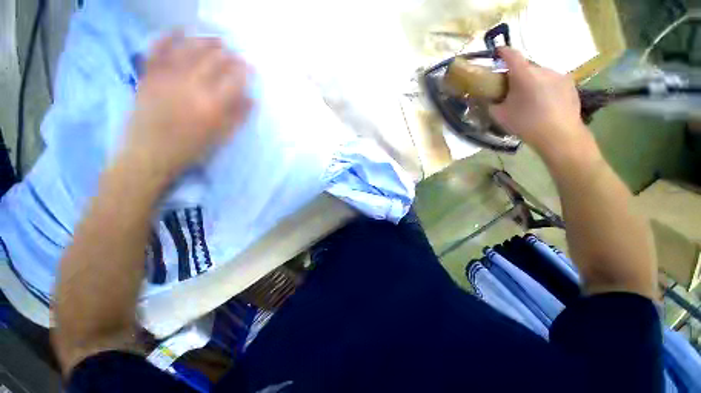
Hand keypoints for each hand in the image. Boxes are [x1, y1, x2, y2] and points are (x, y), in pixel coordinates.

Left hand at [123, 33, 251, 181]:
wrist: (149, 154)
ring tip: (218, 41)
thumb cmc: (191, 149)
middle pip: (214, 60)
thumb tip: (251, 99)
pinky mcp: (149, 74)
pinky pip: (158, 48)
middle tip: (237, 55)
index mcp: (212, 105)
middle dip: (230, 55)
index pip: (234, 79)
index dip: (245, 70)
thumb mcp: (221, 137)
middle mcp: (191, 85)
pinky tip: (181, 30)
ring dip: (207, 41)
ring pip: (190, 48)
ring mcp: (168, 76)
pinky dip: (169, 36)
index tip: (251, 68)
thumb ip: (238, 117)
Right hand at [488, 47, 587, 156]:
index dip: (503, 52)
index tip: (497, 52)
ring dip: (532, 80)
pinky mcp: (569, 84)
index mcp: (524, 75)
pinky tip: (543, 102)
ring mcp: (559, 75)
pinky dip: (544, 86)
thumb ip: (491, 103)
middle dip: (517, 73)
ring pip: (540, 73)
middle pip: (526, 66)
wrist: (559, 135)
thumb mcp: (500, 116)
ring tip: (529, 98)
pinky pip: (552, 80)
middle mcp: (543, 69)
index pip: (512, 55)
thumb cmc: (526, 124)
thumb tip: (488, 98)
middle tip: (511, 88)